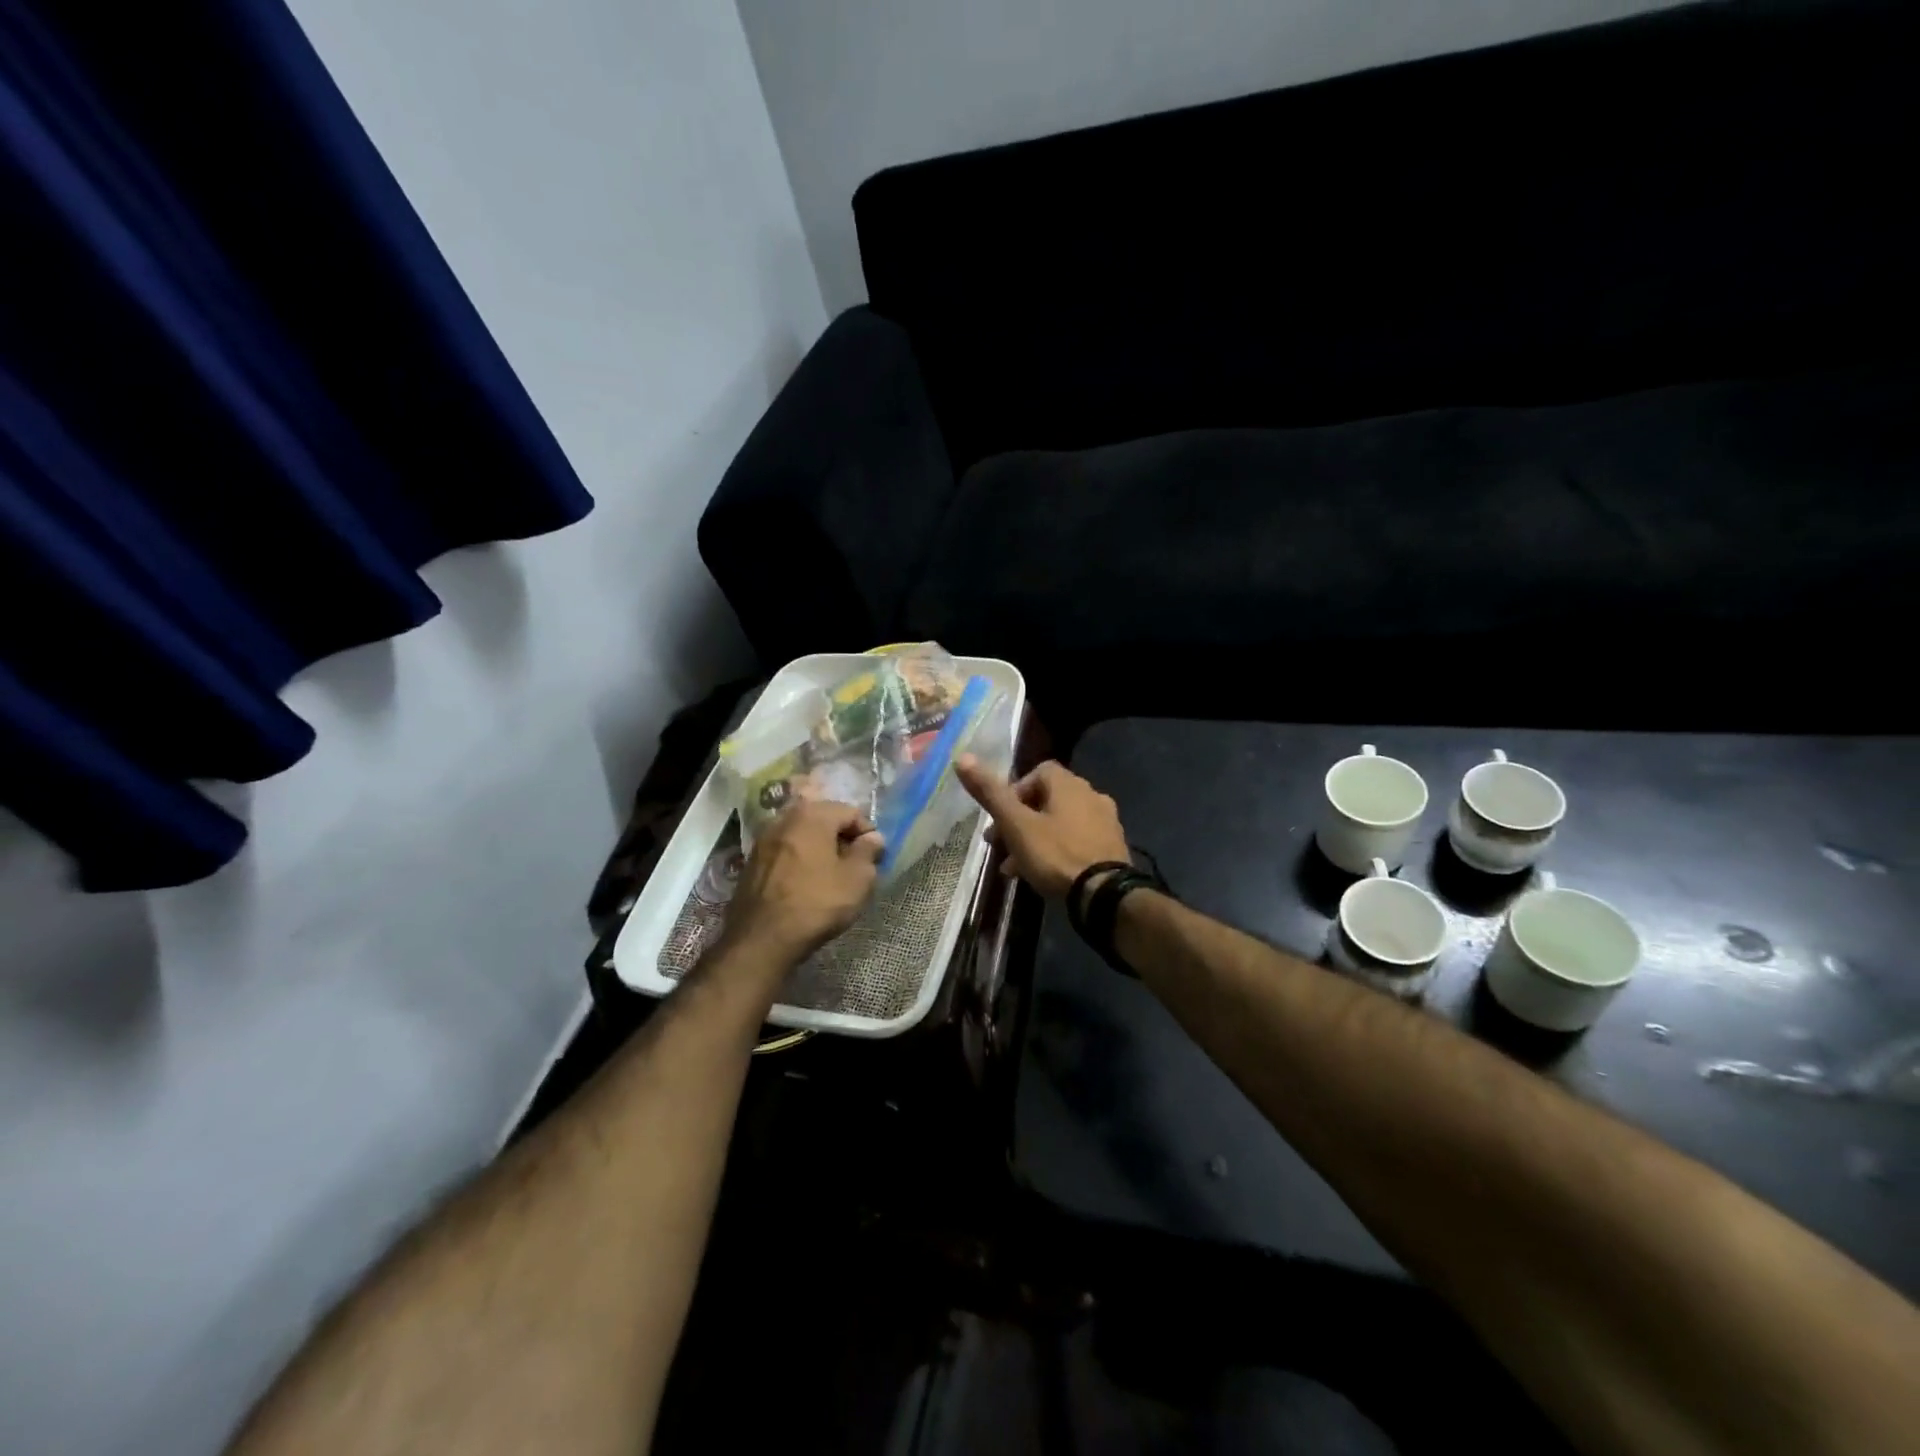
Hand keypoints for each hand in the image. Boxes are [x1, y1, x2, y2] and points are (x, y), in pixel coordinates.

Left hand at [722, 800, 883, 966]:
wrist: (761, 938)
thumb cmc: (816, 903)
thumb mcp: (857, 879)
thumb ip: (868, 851)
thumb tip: (872, 837)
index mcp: (812, 814)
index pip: (850, 812)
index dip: (867, 833)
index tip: (874, 857)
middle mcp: (784, 818)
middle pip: (823, 819)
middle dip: (841, 838)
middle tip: (854, 865)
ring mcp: (763, 839)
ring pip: (802, 834)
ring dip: (819, 848)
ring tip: (830, 875)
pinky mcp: (751, 861)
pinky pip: (785, 851)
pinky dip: (799, 859)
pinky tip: (805, 883)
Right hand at [955, 756, 1129, 899]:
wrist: (1104, 894)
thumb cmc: (1056, 854)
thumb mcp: (1016, 825)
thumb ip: (991, 793)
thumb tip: (962, 757)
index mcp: (1069, 784)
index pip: (1038, 772)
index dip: (1015, 791)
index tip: (1001, 817)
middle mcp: (1092, 795)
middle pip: (1047, 800)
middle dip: (1020, 821)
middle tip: (1000, 845)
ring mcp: (1106, 822)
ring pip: (1060, 823)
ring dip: (1035, 839)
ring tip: (1014, 867)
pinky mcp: (1112, 847)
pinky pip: (1077, 841)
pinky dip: (1057, 851)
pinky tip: (1042, 876)